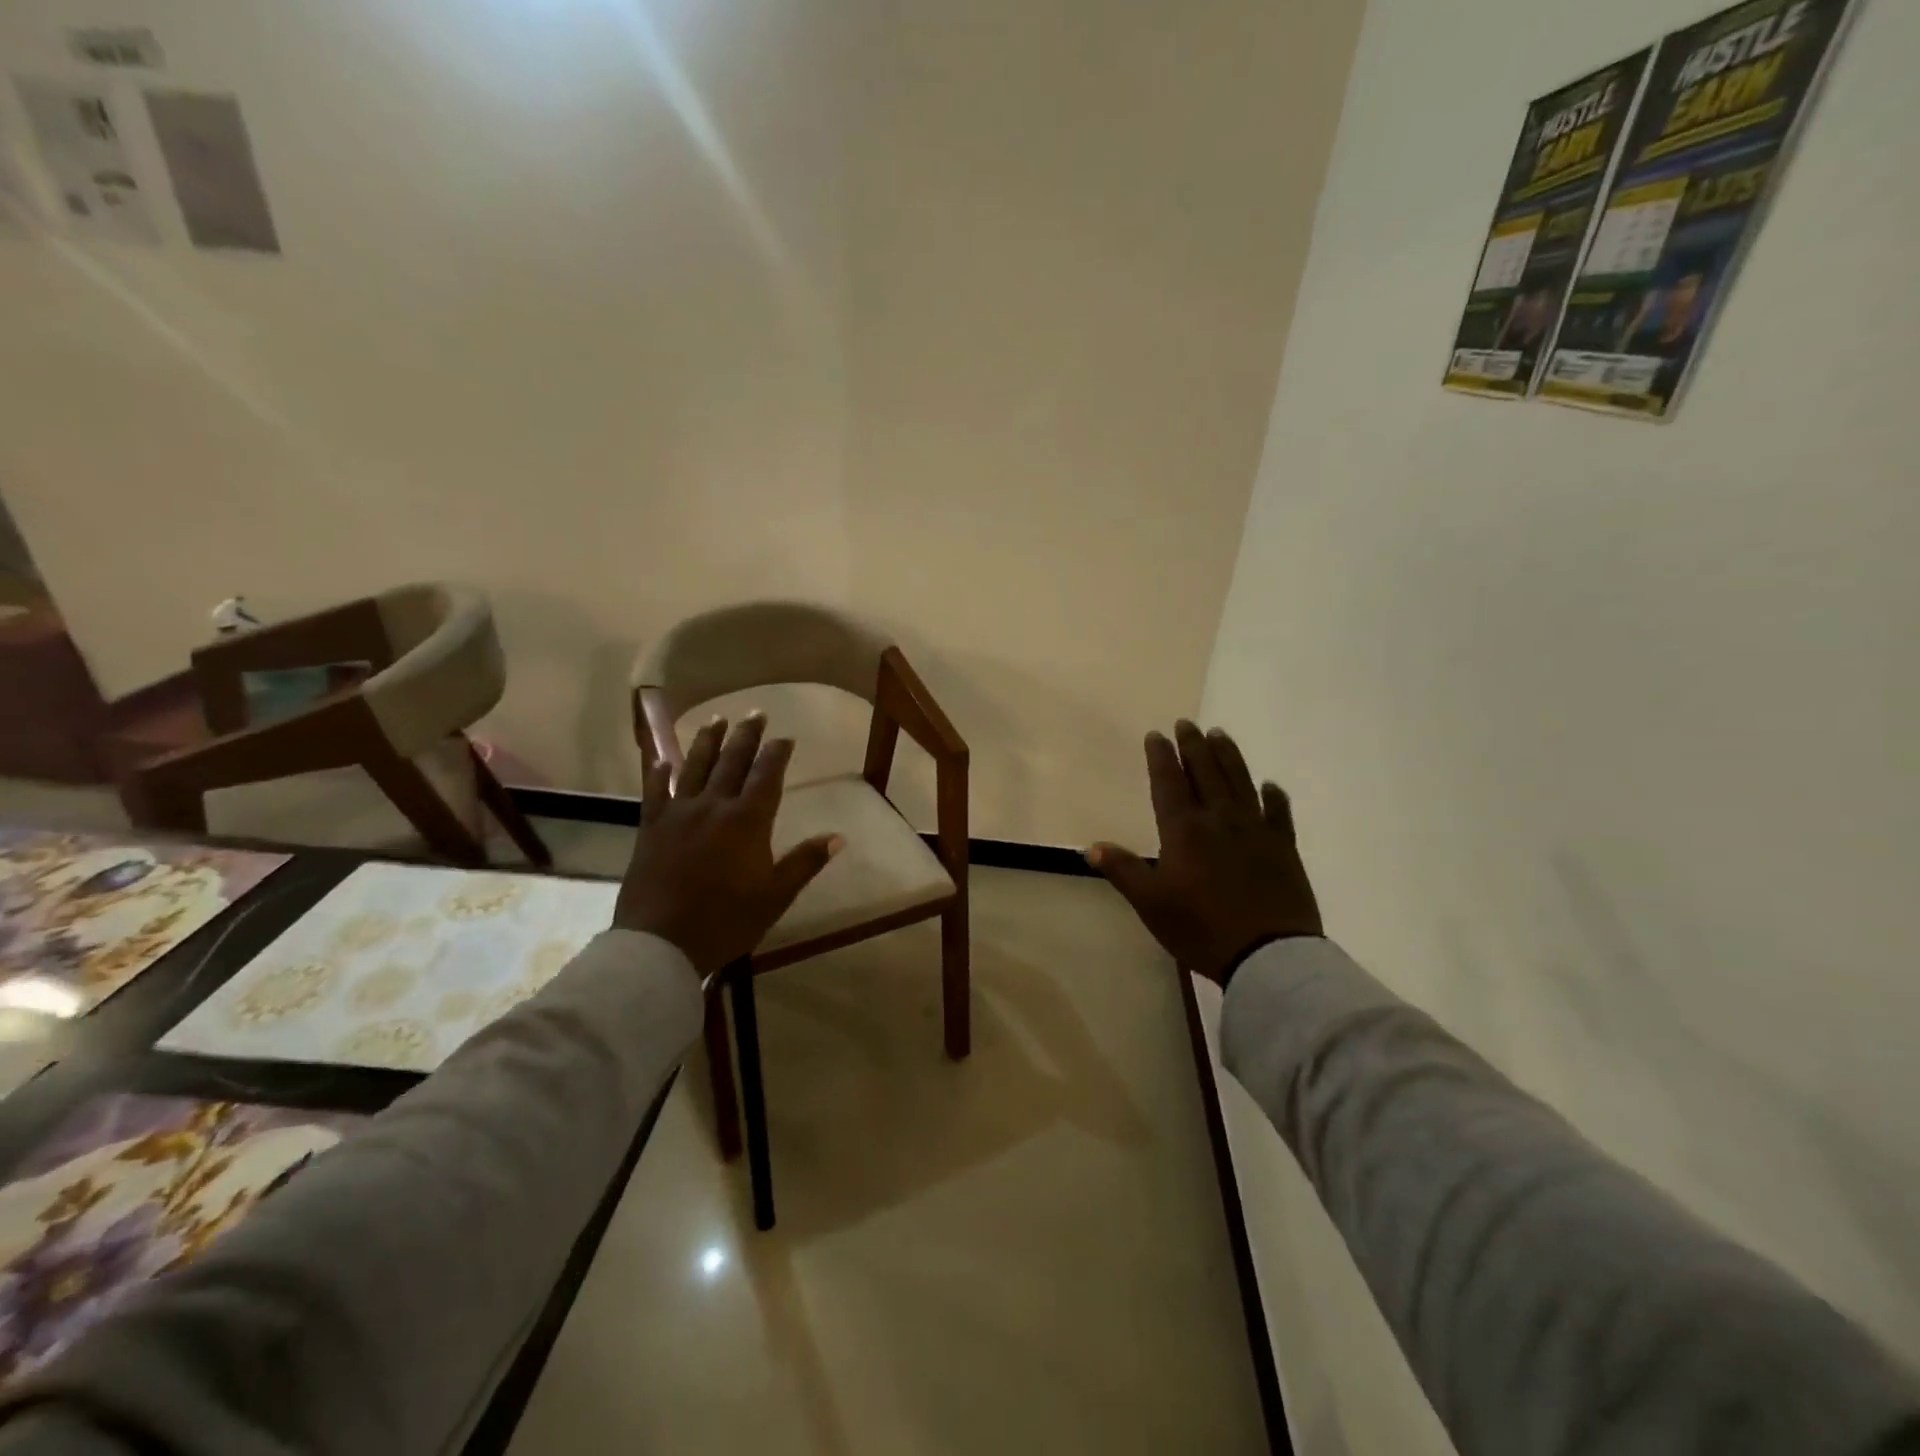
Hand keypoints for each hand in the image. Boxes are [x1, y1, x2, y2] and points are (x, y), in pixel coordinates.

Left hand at [614, 714, 841, 978]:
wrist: (661, 942)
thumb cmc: (726, 921)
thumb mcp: (775, 896)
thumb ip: (805, 862)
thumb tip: (838, 837)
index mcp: (747, 821)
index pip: (766, 776)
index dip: (777, 753)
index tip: (785, 737)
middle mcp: (714, 806)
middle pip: (732, 761)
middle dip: (746, 736)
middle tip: (755, 713)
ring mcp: (679, 814)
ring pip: (695, 767)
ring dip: (707, 741)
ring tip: (717, 719)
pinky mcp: (651, 827)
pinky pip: (656, 792)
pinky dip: (660, 773)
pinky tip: (663, 760)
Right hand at [1088, 721, 1322, 984]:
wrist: (1268, 954)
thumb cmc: (1201, 928)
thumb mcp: (1151, 904)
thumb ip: (1124, 871)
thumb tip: (1091, 847)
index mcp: (1184, 831)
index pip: (1169, 783)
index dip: (1161, 757)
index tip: (1157, 735)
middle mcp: (1219, 819)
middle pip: (1205, 772)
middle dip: (1194, 746)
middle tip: (1188, 723)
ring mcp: (1255, 830)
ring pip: (1240, 782)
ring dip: (1228, 756)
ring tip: (1220, 735)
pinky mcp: (1283, 847)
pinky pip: (1279, 813)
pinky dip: (1274, 796)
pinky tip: (1270, 785)